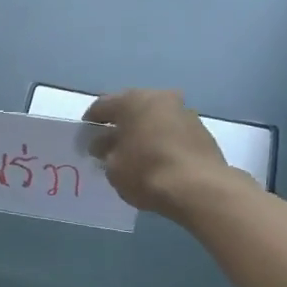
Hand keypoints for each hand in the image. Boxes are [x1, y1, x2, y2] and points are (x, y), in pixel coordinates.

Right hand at [83, 89, 241, 217]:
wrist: (199, 188)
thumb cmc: (146, 172)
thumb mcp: (113, 167)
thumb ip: (105, 151)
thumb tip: (104, 144)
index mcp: (133, 100)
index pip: (102, 106)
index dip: (90, 122)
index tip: (85, 138)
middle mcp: (160, 98)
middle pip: (132, 109)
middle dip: (120, 125)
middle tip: (109, 145)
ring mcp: (185, 112)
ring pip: (155, 119)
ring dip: (143, 132)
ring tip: (134, 154)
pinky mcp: (202, 131)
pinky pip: (172, 133)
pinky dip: (162, 142)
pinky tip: (157, 160)